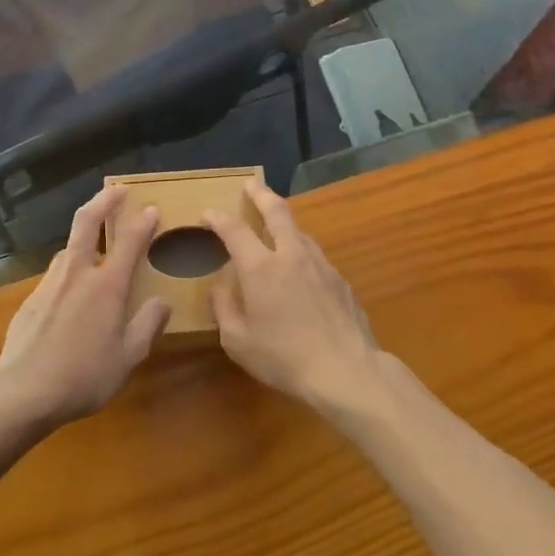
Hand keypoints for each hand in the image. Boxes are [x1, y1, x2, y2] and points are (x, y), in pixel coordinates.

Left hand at [0, 185, 170, 428]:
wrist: (21, 392)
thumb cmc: (83, 377)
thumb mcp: (128, 357)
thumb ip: (148, 325)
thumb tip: (162, 302)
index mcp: (107, 286)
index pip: (129, 241)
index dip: (143, 222)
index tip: (152, 209)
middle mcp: (78, 274)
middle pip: (87, 222)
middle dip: (103, 201)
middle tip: (116, 190)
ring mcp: (50, 283)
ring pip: (69, 249)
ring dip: (84, 240)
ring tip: (95, 248)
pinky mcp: (30, 299)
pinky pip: (56, 275)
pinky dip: (69, 271)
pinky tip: (71, 295)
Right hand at [204, 178, 381, 409]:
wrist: (347, 371)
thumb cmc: (284, 358)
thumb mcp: (238, 341)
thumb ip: (224, 307)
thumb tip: (221, 284)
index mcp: (261, 267)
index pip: (234, 230)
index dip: (218, 218)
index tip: (208, 214)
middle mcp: (292, 255)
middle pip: (277, 212)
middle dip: (261, 194)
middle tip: (252, 184)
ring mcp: (321, 265)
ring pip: (300, 232)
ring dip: (285, 223)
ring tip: (275, 227)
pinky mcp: (341, 280)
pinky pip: (315, 257)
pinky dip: (301, 253)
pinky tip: (301, 271)